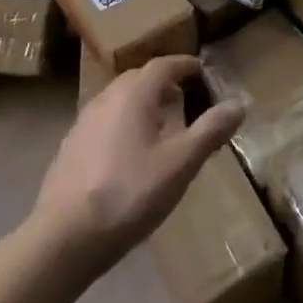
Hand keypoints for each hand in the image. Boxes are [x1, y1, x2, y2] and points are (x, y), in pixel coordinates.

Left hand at [30, 55, 244, 273]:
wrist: (63, 238)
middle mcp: (106, 98)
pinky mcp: (69, 148)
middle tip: (183, 98)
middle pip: (138, 79)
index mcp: (133, 94)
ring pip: (118, 100)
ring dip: (141, 104)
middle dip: (162, 83)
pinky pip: (104, 122)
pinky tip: (128, 154)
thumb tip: (239, 103)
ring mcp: (83, 122)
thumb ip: (210, 131)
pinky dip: (122, 124)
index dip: (183, 64)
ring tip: (160, 126)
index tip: (200, 70)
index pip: (162, 64)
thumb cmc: (129, 194)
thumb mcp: (180, 164)